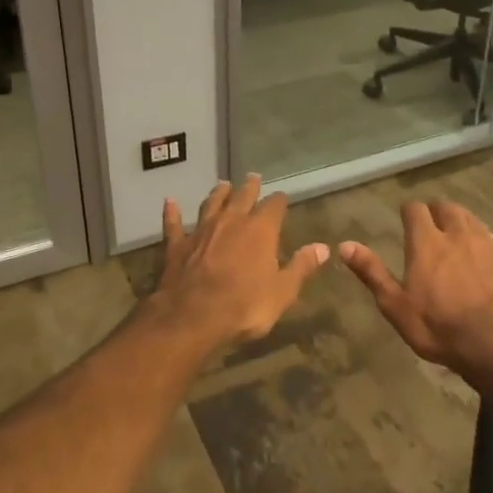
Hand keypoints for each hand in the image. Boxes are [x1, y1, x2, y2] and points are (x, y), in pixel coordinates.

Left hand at [154, 177, 328, 348]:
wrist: (193, 315)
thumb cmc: (245, 306)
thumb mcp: (282, 291)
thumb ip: (301, 267)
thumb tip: (323, 248)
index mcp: (260, 230)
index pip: (274, 206)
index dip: (279, 201)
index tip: (282, 197)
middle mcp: (231, 221)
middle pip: (242, 197)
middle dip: (249, 187)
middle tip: (253, 177)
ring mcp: (201, 230)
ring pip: (211, 204)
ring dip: (217, 194)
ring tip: (222, 184)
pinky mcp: (177, 244)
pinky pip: (174, 223)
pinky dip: (172, 212)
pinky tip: (169, 202)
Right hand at [339, 200, 492, 379]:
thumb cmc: (437, 326)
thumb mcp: (395, 304)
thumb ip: (371, 272)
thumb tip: (344, 245)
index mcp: (426, 242)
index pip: (415, 209)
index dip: (409, 211)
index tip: (405, 219)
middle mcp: (457, 235)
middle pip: (447, 208)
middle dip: (437, 211)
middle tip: (431, 224)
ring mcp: (486, 246)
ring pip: (472, 220)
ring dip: (461, 221)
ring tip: (455, 233)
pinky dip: (484, 240)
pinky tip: (483, 253)